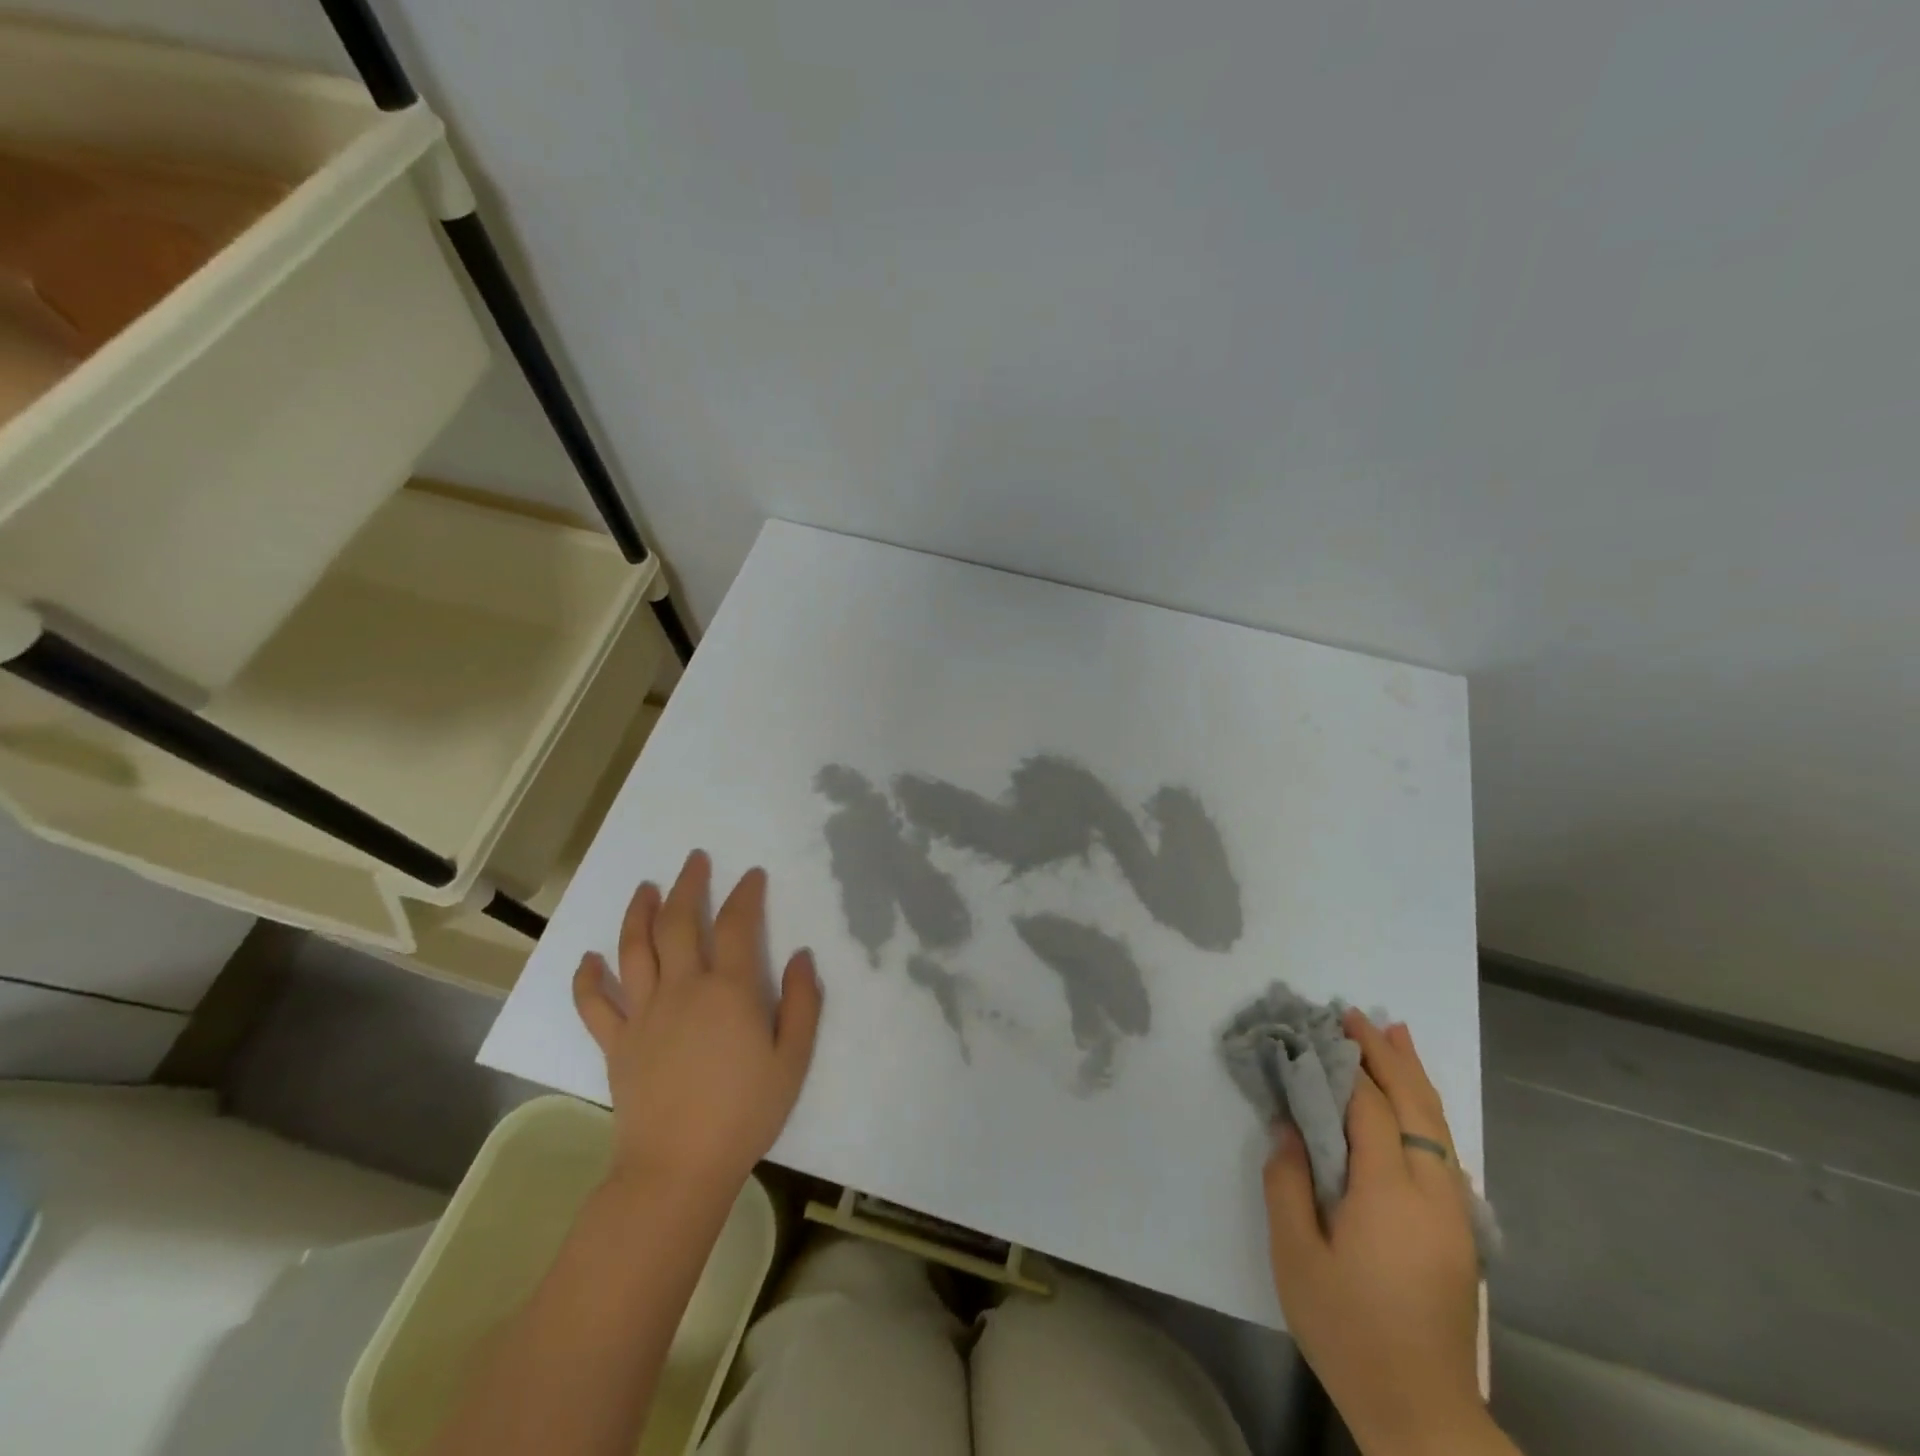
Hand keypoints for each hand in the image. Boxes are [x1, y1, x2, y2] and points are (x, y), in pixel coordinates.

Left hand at [572, 850, 822, 1203]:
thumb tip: (802, 956)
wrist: (677, 1168)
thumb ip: (802, 1003)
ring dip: (640, 912)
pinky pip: (595, 1002)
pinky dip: (588, 977)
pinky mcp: (616, 1041)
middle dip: (690, 885)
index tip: (752, 875)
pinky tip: (589, 958)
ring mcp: (644, 1013)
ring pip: (635, 948)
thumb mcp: (792, 1060)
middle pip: (682, 922)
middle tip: (695, 860)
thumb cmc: (744, 1114)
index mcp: (730, 990)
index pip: (739, 925)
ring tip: (646, 888)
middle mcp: (683, 988)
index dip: (746, 894)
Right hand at [1264, 1010, 1490, 1455]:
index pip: (1369, 1108)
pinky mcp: (1461, 1231)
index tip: (1319, 1028)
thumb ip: (1287, 1181)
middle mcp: (1432, 1191)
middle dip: (1386, 1055)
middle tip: (1357, 1015)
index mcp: (1389, 1192)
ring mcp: (1455, 1212)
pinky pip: (1445, 1149)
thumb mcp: (1295, 1255)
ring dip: (1414, 1076)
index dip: (1344, 1065)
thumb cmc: (1347, 1329)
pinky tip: (1417, 1102)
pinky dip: (1429, 1111)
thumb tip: (1288, 1126)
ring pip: (1438, 1124)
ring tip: (1396, 1034)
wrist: (1422, 1411)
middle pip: (1415, 1104)